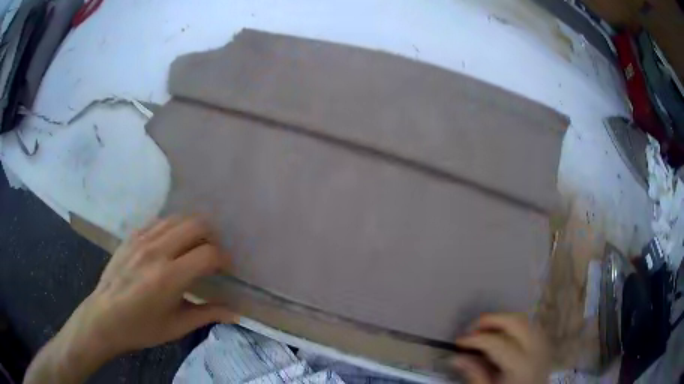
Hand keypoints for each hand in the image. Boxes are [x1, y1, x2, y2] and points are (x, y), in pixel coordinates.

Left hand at [24, 216, 236, 382]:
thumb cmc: (141, 328)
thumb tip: (237, 313)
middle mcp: (156, 251)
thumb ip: (208, 314)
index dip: (223, 259)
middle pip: (196, 224)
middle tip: (212, 255)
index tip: (226, 269)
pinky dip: (173, 228)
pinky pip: (159, 221)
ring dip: (192, 229)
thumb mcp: (177, 327)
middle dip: (211, 237)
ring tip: (194, 247)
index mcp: (169, 277)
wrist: (104, 317)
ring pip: (177, 218)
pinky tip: (172, 244)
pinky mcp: (132, 236)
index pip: (208, 253)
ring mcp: (142, 239)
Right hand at [450, 313, 549, 383]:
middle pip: (517, 322)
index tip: (459, 340)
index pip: (497, 342)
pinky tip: (505, 335)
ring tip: (486, 329)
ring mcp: (545, 347)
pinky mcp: (546, 348)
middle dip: (493, 320)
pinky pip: (533, 328)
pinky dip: (518, 326)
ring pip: (527, 321)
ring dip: (506, 320)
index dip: (476, 339)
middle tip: (473, 327)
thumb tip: (457, 359)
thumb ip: (475, 376)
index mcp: (522, 365)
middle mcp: (537, 351)